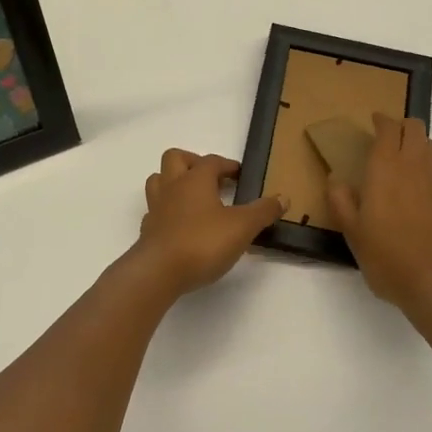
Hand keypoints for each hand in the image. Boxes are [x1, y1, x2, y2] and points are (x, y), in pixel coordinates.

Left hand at [133, 150, 284, 296]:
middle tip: (211, 179)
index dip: (227, 165)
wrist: (158, 272)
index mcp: (195, 179)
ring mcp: (156, 208)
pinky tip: (181, 225)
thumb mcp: (242, 227)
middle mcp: (172, 187)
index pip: (211, 161)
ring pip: (158, 180)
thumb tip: (283, 197)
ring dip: (174, 182)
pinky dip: (167, 212)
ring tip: (194, 198)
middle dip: (192, 162)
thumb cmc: (202, 242)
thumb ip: (263, 211)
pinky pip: (155, 211)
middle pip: (175, 158)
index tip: (239, 174)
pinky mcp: (147, 231)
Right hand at [327, 115, 431, 335]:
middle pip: (415, 128)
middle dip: (401, 125)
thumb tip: (336, 179)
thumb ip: (341, 202)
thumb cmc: (389, 258)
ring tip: (403, 157)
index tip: (373, 121)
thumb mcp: (352, 234)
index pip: (389, 129)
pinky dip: (429, 164)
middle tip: (386, 136)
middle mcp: (415, 166)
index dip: (381, 121)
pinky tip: (419, 183)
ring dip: (418, 142)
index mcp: (387, 169)